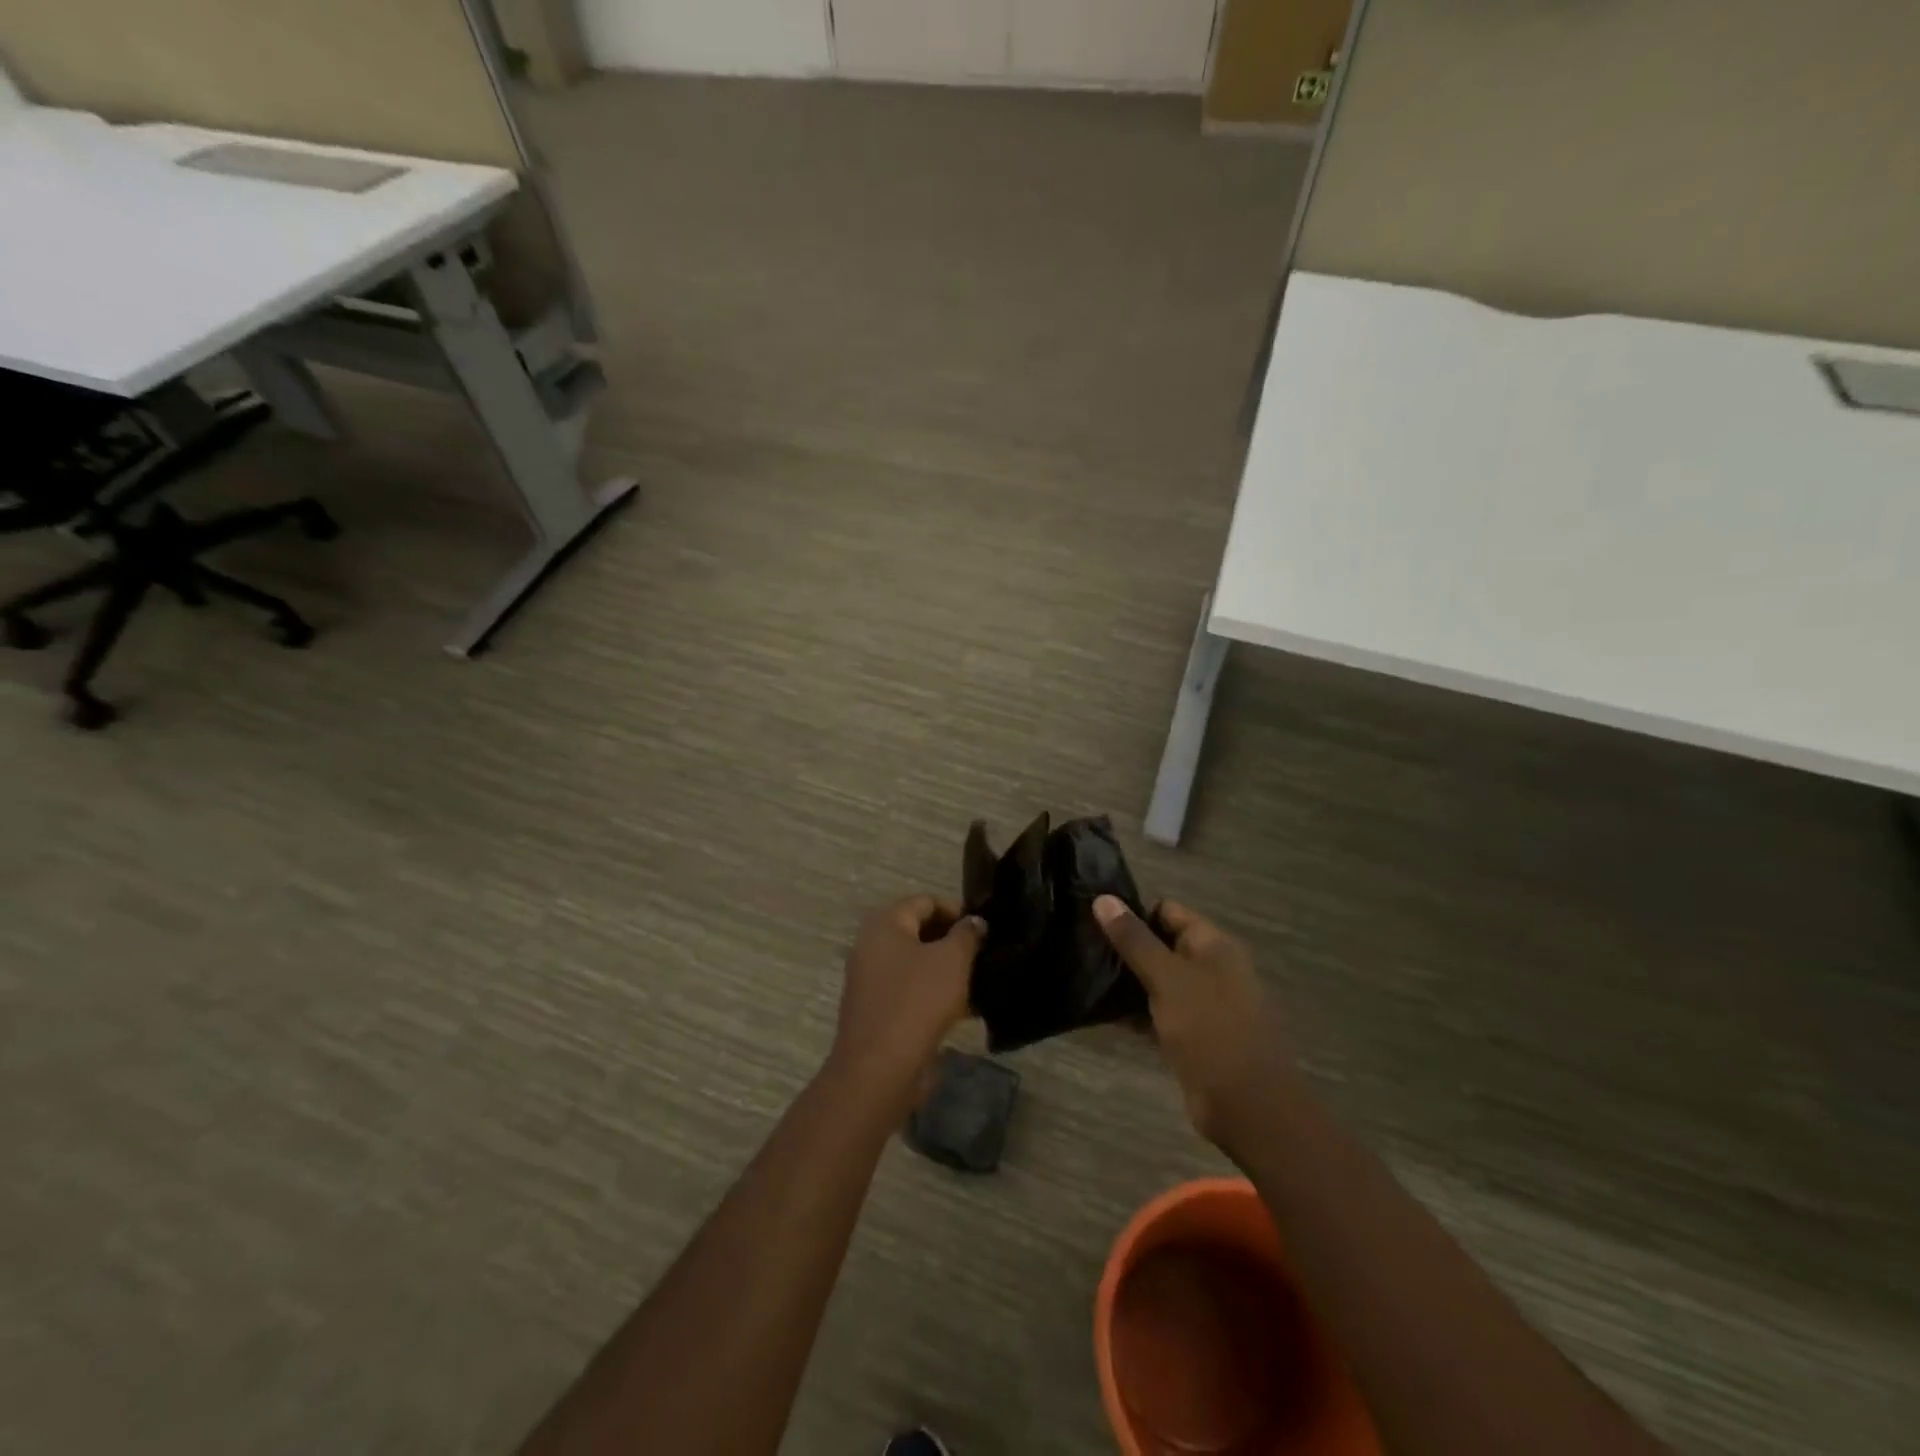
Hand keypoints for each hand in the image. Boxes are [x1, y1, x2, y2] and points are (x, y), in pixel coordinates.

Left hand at [829, 896, 985, 1098]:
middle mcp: (872, 946)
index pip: (925, 902)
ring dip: (947, 970)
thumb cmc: (917, 1001)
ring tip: (981, 980)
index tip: (985, 927)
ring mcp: (872, 981)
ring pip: (918, 964)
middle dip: (953, 940)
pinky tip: (967, 1009)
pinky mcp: (879, 1011)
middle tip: (985, 953)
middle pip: (920, 932)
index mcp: (885, 924)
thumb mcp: (952, 960)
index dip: (957, 910)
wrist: (880, 1069)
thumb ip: (967, 934)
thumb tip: (975, 921)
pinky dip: (937, 995)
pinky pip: (912, 992)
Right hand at [1094, 896, 1293, 1153]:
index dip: (1134, 912)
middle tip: (1084, 948)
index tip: (1095, 919)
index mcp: (1214, 945)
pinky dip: (1136, 1012)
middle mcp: (1212, 969)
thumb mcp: (1167, 978)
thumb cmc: (1210, 1029)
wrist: (1247, 1106)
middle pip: (1162, 945)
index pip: (1168, 911)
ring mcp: (1203, 1005)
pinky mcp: (1193, 1036)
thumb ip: (1134, 939)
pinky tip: (1102, 1012)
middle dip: (1127, 948)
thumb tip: (1102, 897)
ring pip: (1159, 981)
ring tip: (1086, 976)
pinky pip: (1159, 1013)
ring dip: (1128, 981)